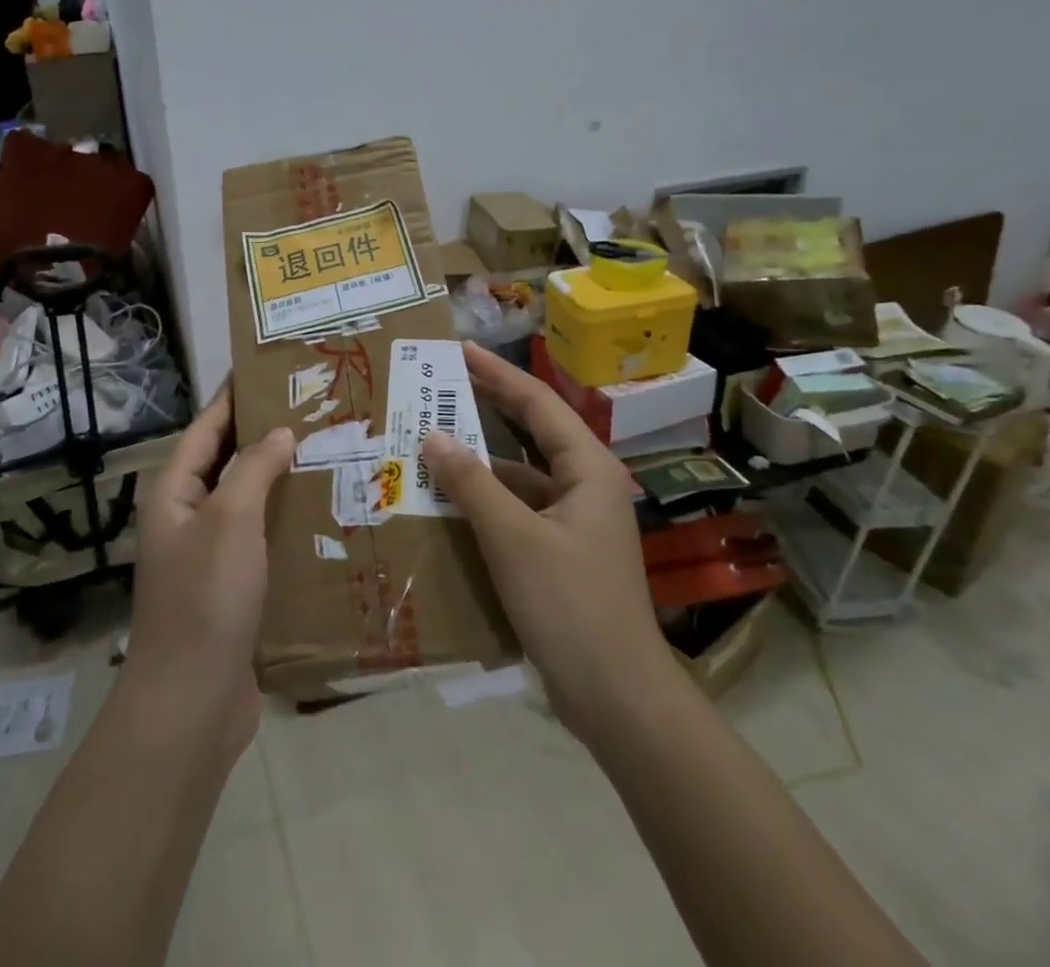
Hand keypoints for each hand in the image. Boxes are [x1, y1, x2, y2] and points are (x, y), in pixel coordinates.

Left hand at [124, 380, 294, 760]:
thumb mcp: (230, 519)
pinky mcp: (232, 588)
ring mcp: (209, 555)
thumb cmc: (206, 597)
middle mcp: (187, 517)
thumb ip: (253, 468)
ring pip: (247, 501)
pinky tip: (322, 512)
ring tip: (327, 450)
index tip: (268, 368)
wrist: (191, 703)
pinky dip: (285, 519)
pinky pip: (261, 538)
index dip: (233, 396)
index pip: (206, 427)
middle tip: (312, 407)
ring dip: (280, 477)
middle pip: (227, 461)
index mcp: (174, 493)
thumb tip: (279, 433)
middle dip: (264, 433)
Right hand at [422, 343, 665, 737]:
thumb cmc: (571, 605)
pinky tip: (449, 505)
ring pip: (521, 476)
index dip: (497, 373)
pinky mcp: (561, 554)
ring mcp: (575, 522)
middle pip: (531, 433)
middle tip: (440, 386)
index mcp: (588, 469)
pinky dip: (486, 503)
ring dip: (480, 463)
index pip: (537, 403)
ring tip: (432, 445)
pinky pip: (518, 512)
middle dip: (487, 408)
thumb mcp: (513, 538)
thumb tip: (433, 437)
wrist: (618, 699)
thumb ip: (472, 484)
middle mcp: (585, 485)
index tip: (459, 350)